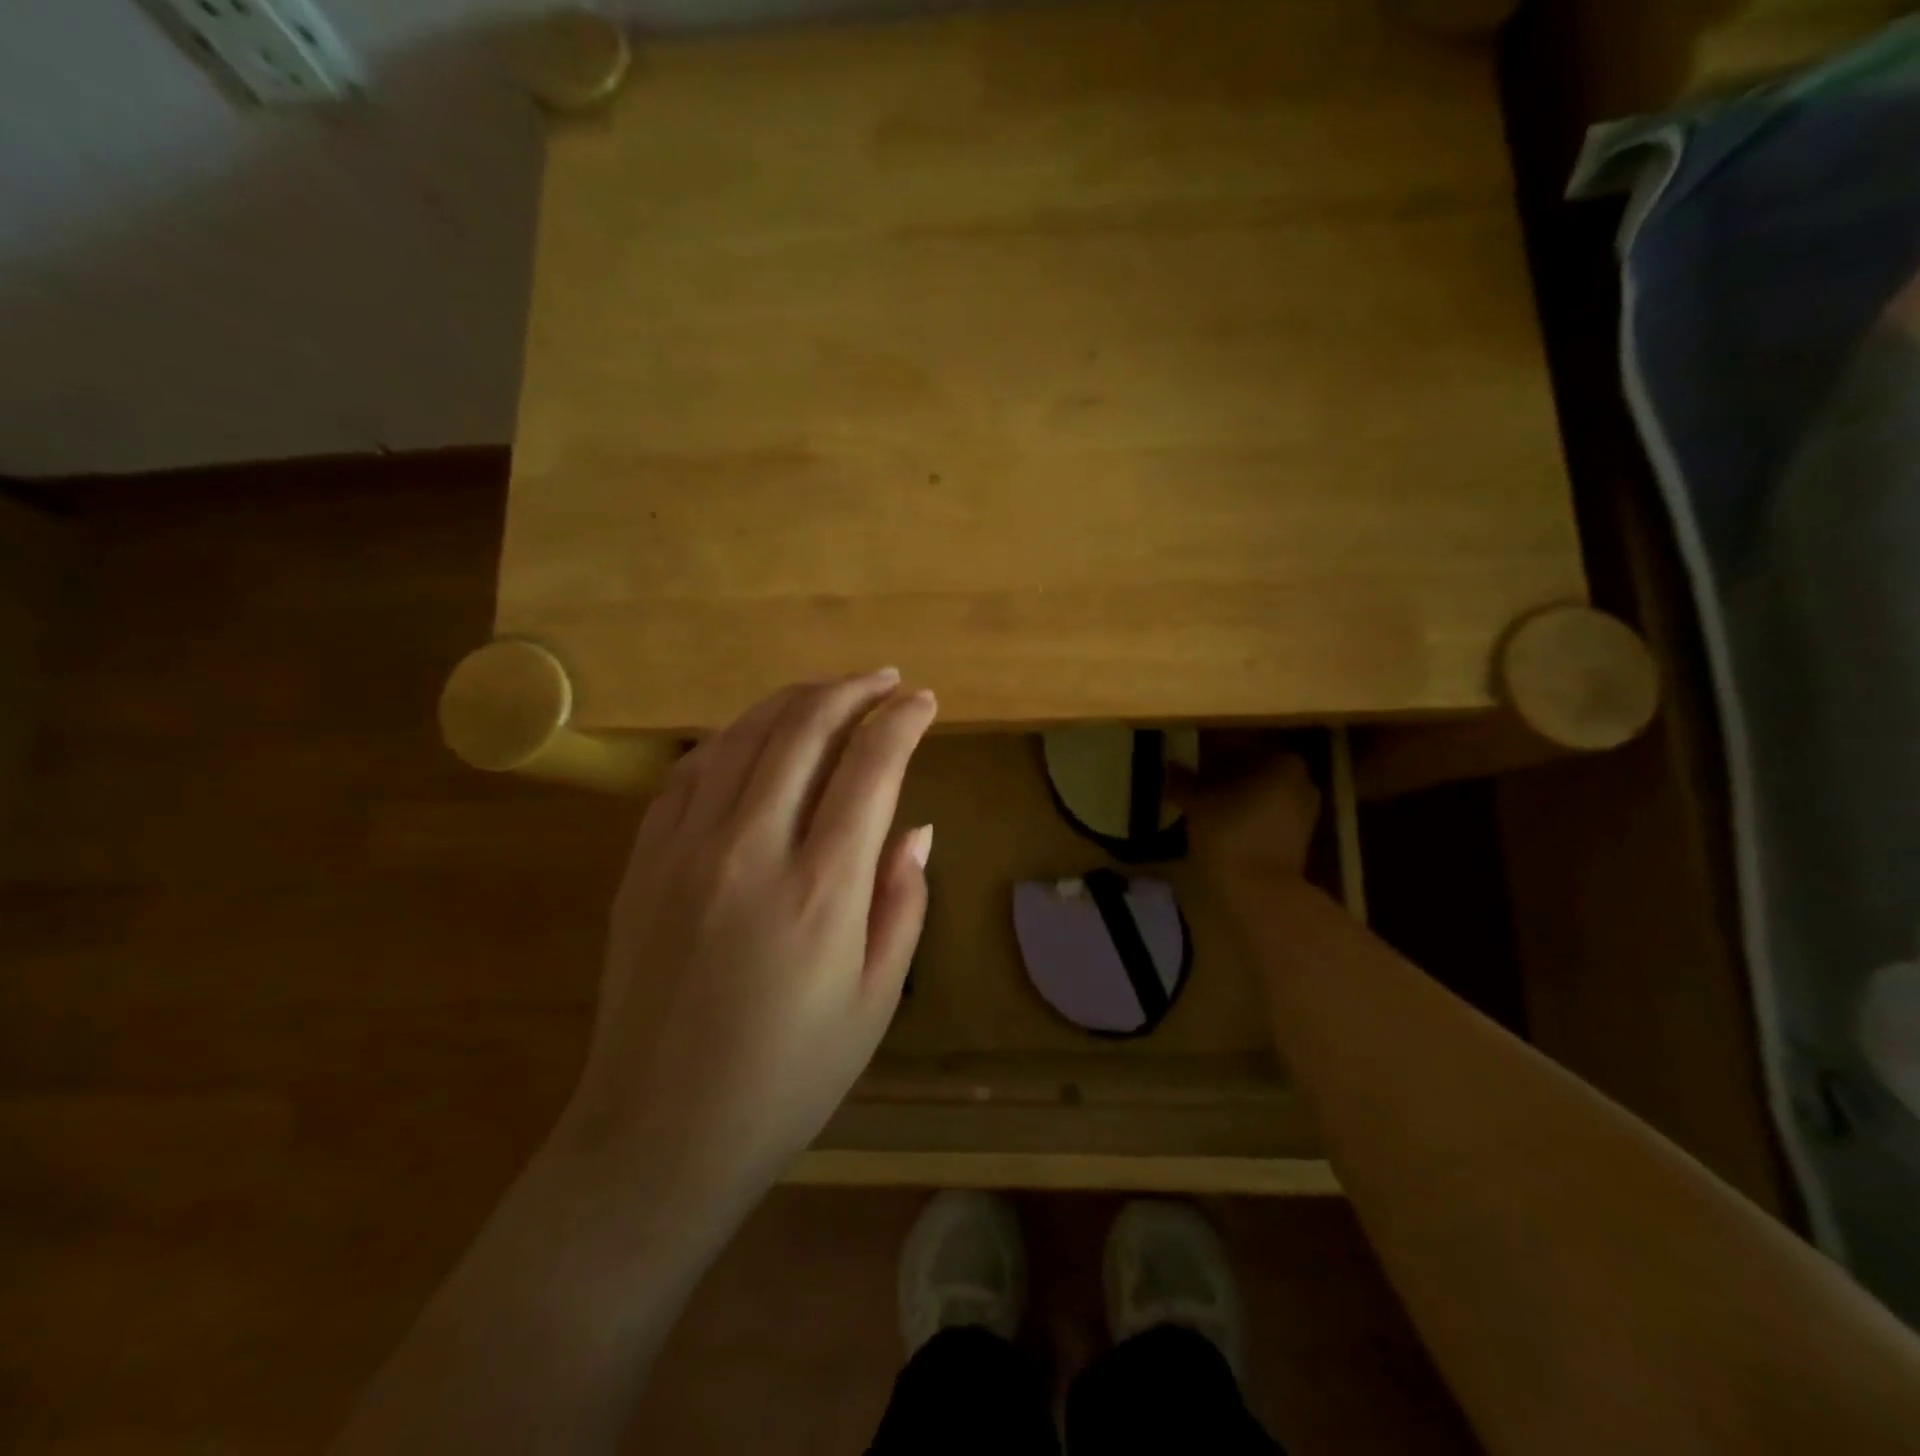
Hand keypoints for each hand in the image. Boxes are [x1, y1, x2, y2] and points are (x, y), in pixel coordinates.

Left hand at [558, 670, 936, 1216]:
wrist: (659, 1134)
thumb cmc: (788, 1078)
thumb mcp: (875, 1000)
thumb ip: (903, 902)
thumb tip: (916, 827)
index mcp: (820, 890)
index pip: (870, 769)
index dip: (902, 722)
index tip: (925, 702)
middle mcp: (750, 850)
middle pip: (803, 730)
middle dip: (852, 691)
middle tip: (884, 680)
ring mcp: (685, 850)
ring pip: (742, 736)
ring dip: (793, 700)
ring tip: (830, 691)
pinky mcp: (643, 862)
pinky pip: (689, 771)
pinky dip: (731, 738)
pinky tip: (754, 736)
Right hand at [1171, 737, 1322, 891]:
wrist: (1259, 892)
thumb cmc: (1230, 833)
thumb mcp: (1197, 802)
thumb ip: (1183, 780)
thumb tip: (1170, 766)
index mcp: (1283, 761)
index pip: (1243, 743)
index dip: (1213, 748)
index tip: (1191, 756)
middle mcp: (1301, 780)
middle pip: (1255, 766)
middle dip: (1224, 770)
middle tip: (1193, 776)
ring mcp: (1304, 811)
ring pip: (1261, 790)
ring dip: (1234, 792)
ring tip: (1202, 799)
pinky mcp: (1297, 837)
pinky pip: (1267, 812)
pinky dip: (1244, 811)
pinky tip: (1218, 818)